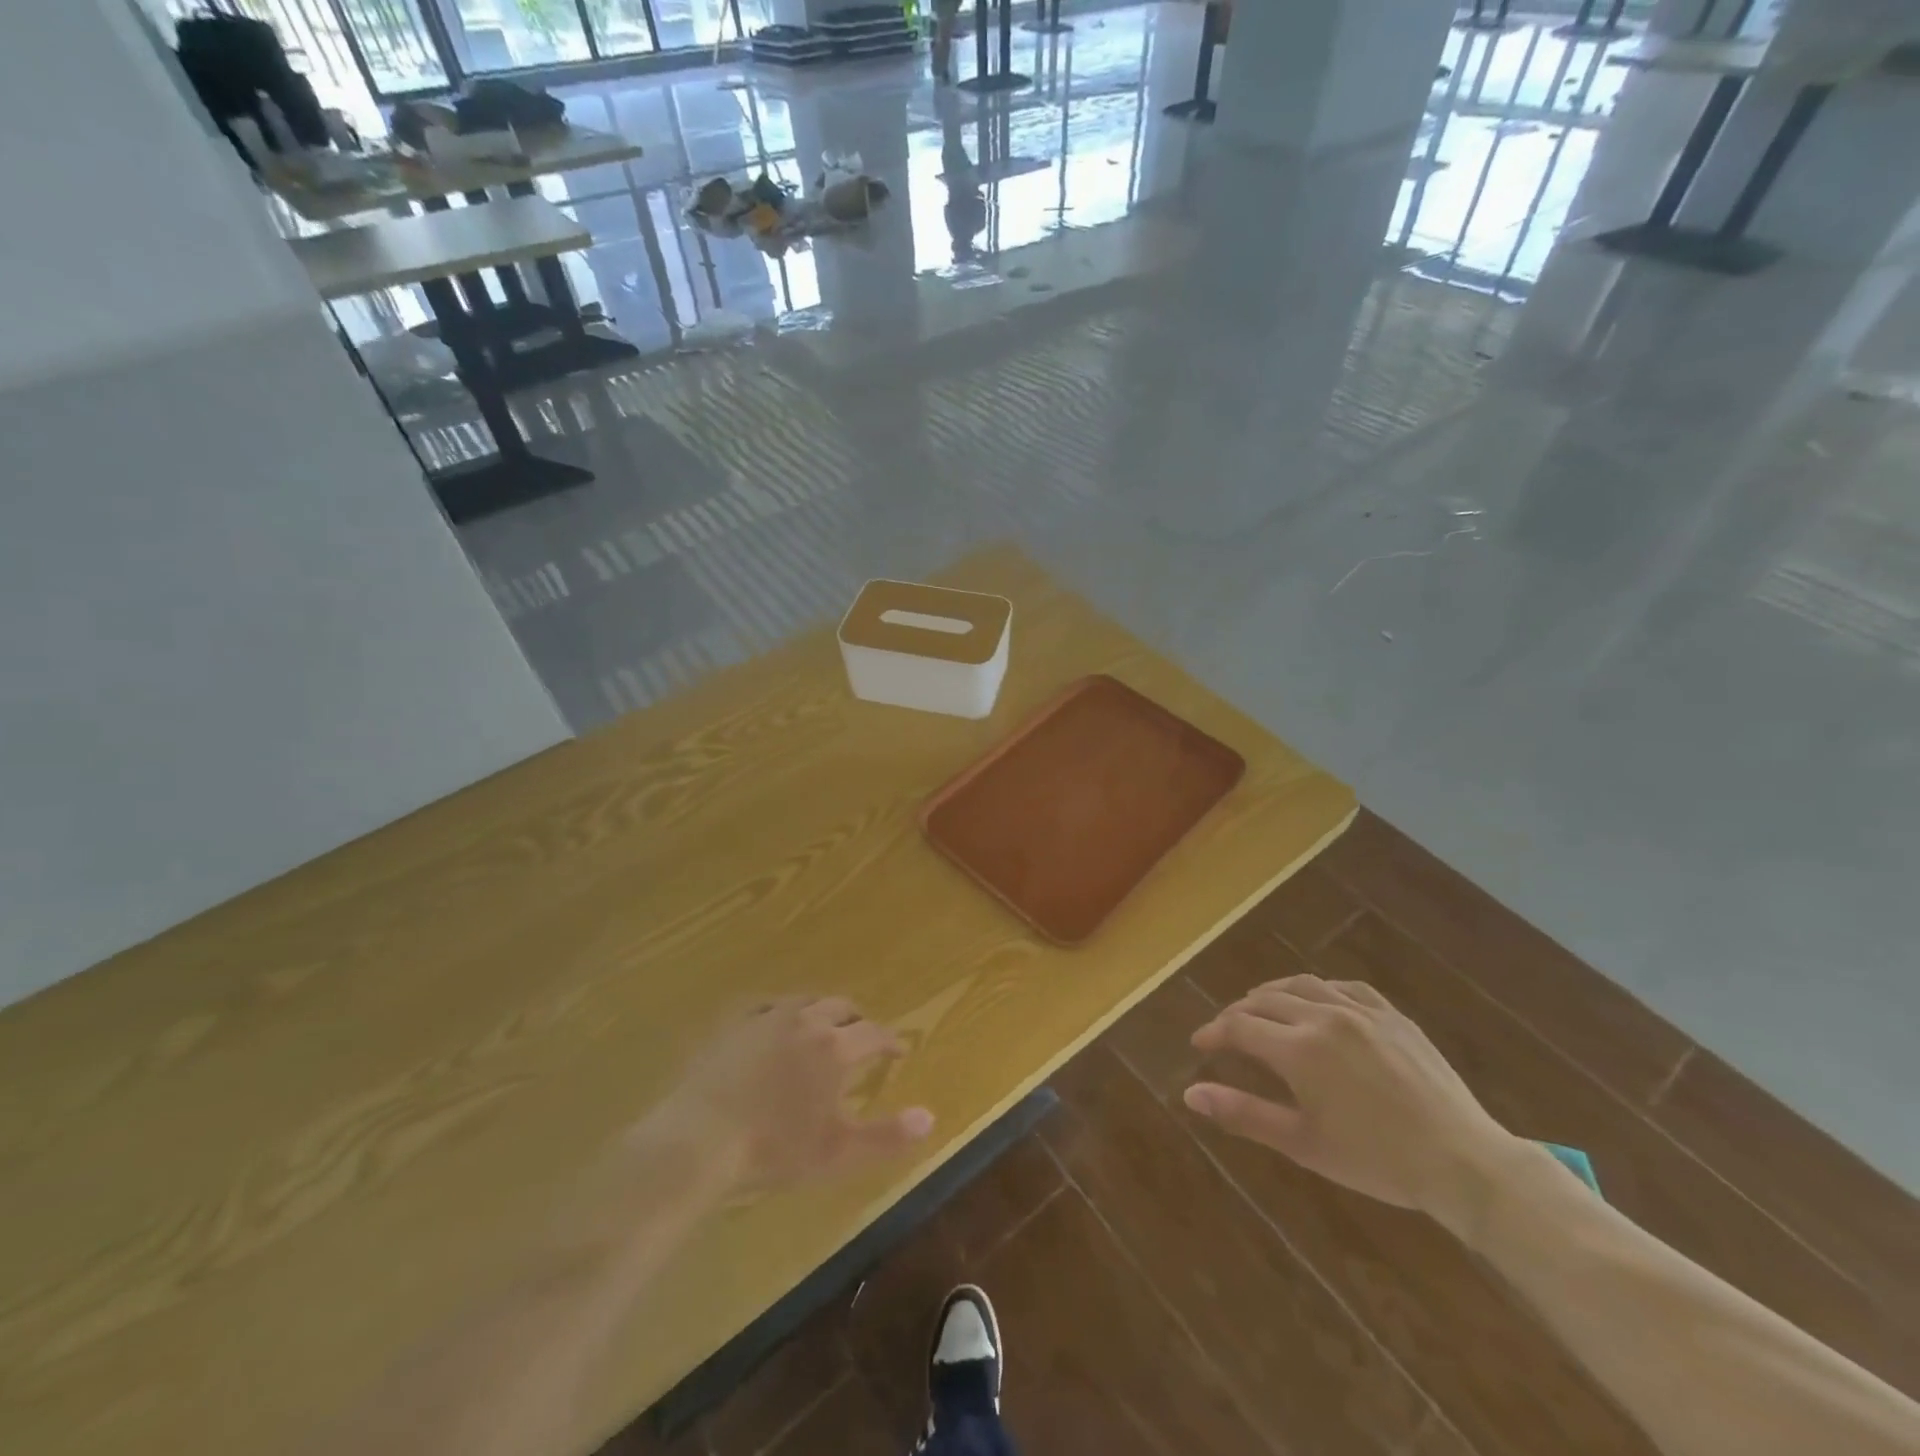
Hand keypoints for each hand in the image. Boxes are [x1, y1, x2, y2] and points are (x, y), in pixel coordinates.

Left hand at [643, 997, 934, 1192]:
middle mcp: (806, 1021)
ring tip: (822, 1027)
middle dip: (857, 1020)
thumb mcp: (837, 1152)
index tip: (898, 1050)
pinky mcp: (732, 1024)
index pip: (874, 1033)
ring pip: (804, 1001)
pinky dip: (779, 1012)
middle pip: (841, 1007)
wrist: (699, 1141)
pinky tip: (774, 1024)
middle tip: (862, 1036)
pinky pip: (764, 1006)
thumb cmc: (774, 1148)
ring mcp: (765, 1018)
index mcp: (835, 1047)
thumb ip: (887, 1136)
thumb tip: (930, 1117)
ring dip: (821, 1011)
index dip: (890, 1041)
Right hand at [1183, 974, 1522, 1223]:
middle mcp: (1323, 1016)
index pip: (1238, 1027)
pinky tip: (1315, 1001)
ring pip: (1300, 984)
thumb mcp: (1302, 1143)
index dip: (1213, 1033)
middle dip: (1237, 1014)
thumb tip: (1190, 1094)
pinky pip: (1343, 986)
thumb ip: (1243, 1113)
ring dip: (1271, 994)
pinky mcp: (1391, 1014)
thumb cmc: (1376, 1160)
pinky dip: (1317, 989)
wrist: (1463, 1162)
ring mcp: (1360, 1010)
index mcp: (1298, 1049)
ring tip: (1260, 1007)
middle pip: (1263, 1000)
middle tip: (1226, 1032)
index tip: (1199, 1044)